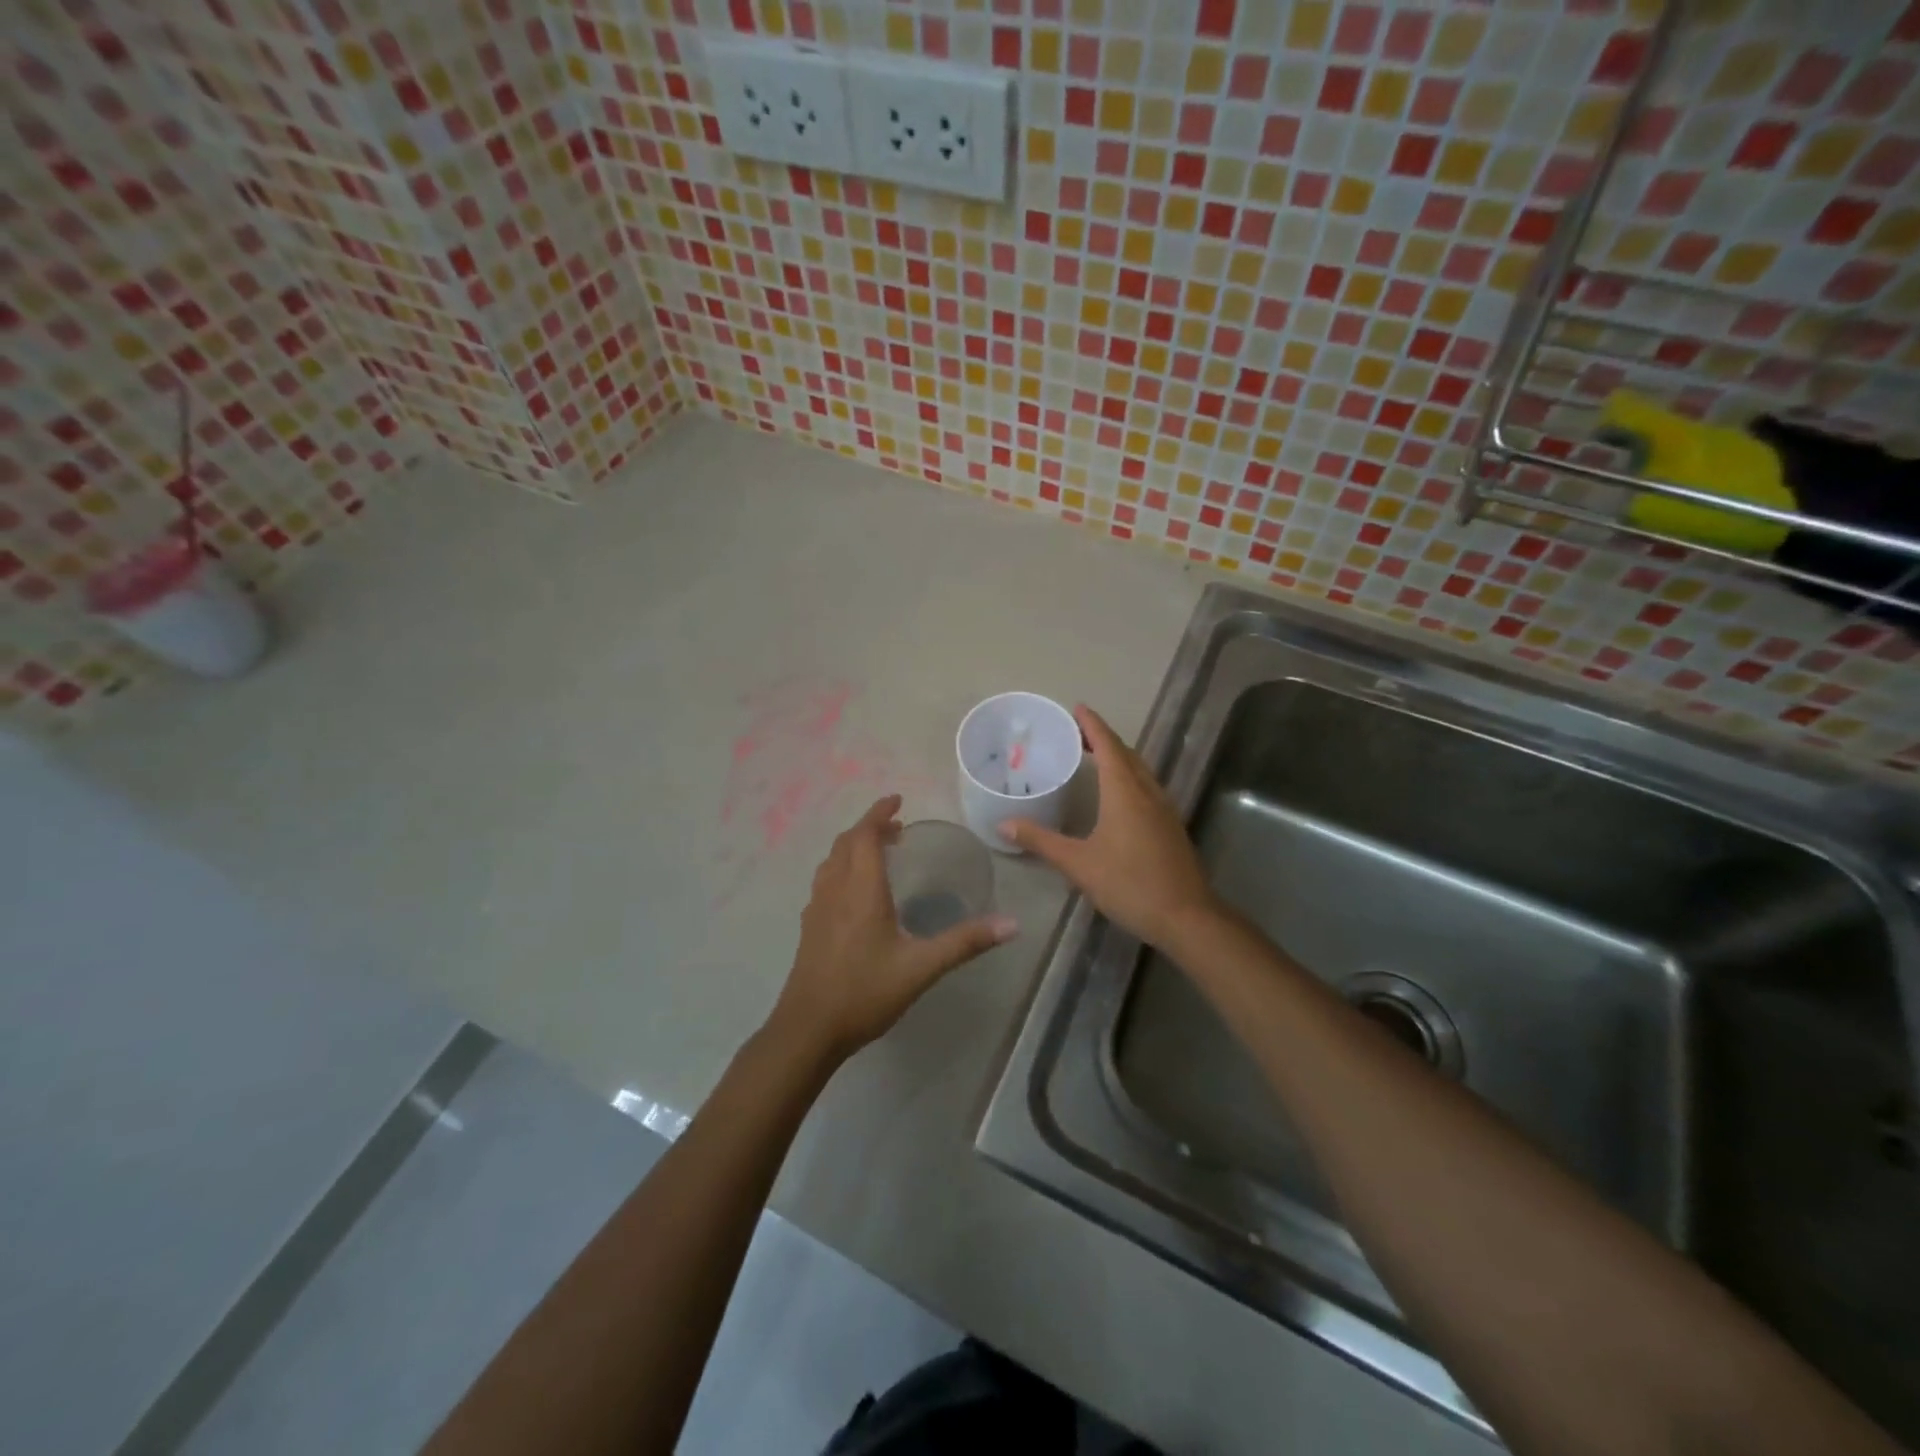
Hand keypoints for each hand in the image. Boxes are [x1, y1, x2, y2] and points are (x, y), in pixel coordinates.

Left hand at [768, 794, 1016, 1063]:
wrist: (808, 1030)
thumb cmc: (865, 993)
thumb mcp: (921, 968)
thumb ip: (965, 943)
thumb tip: (1012, 924)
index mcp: (861, 890)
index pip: (866, 835)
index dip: (879, 813)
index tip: (897, 799)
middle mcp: (835, 890)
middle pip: (846, 842)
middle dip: (870, 827)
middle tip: (897, 826)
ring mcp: (817, 908)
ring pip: (832, 860)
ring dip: (854, 846)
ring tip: (880, 851)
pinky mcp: (810, 927)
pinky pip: (825, 880)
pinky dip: (843, 867)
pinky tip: (856, 892)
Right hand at [1000, 705, 1219, 950]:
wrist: (1187, 917)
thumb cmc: (1130, 884)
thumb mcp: (1078, 864)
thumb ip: (1041, 841)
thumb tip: (1004, 825)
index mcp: (1125, 792)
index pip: (1108, 745)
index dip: (1092, 724)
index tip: (1077, 708)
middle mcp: (1148, 792)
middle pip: (1126, 754)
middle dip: (1103, 738)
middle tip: (1077, 732)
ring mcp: (1164, 809)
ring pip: (1140, 771)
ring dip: (1119, 757)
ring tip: (1095, 757)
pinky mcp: (1171, 827)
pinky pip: (1147, 788)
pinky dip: (1129, 778)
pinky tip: (1118, 795)